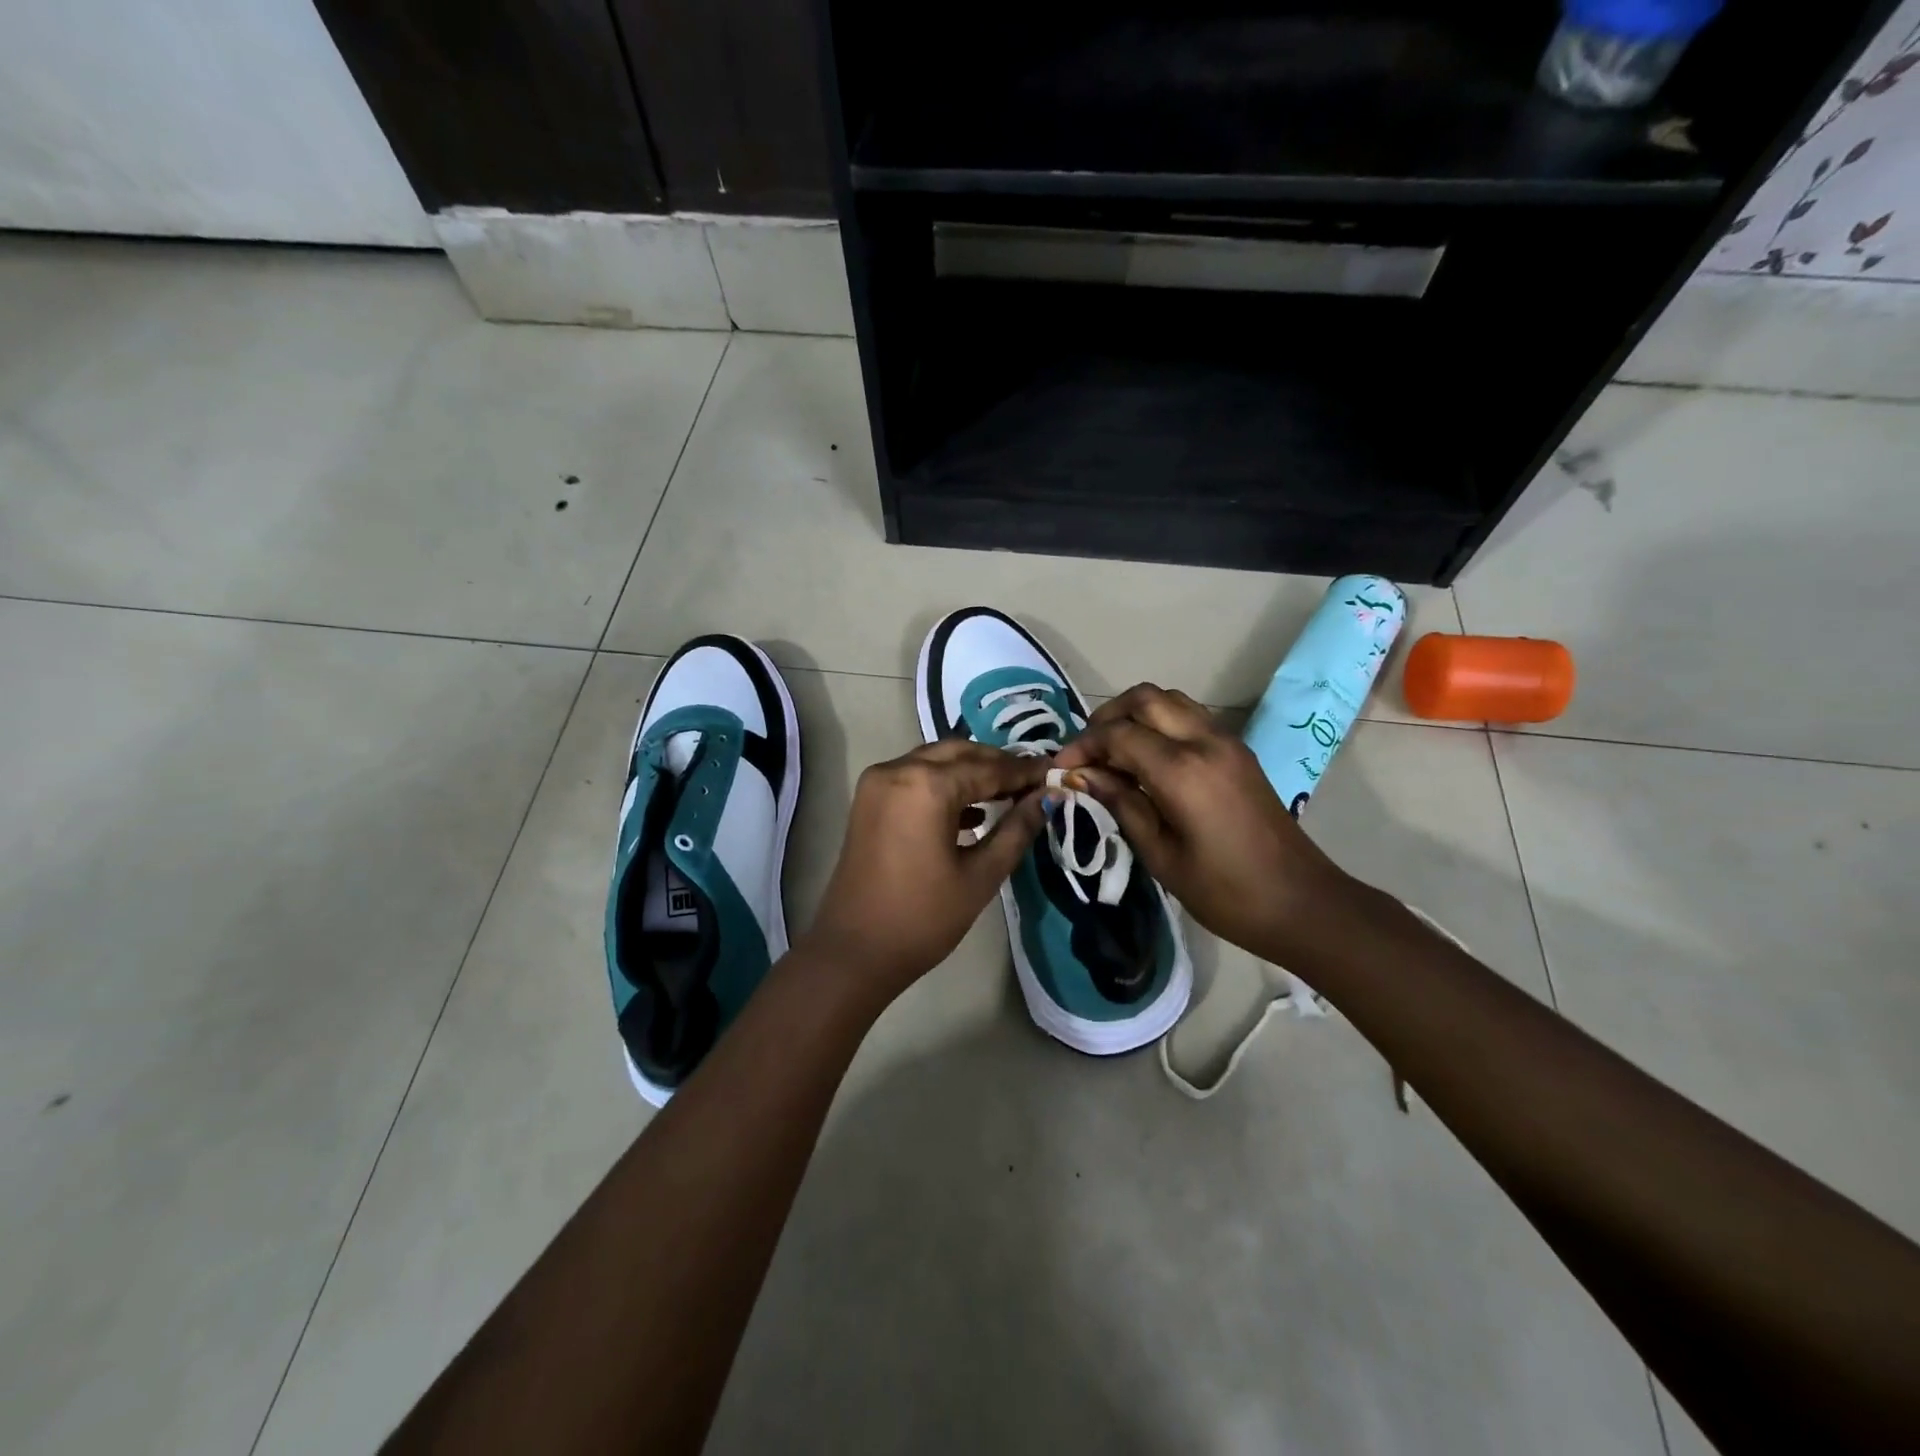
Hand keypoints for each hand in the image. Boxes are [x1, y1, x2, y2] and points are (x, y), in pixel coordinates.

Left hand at [801, 740, 1049, 998]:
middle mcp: (898, 769)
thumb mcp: (981, 876)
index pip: (988, 768)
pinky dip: (944, 784)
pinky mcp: (869, 799)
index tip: (1056, 774)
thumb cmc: (923, 918)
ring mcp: (878, 782)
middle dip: (997, 764)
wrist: (855, 952)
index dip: (1025, 772)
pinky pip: (914, 776)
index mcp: (926, 785)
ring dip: (971, 771)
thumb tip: (1046, 798)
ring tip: (1009, 794)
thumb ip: (1016, 830)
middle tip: (1033, 782)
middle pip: (959, 752)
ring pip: (935, 760)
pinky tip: (973, 811)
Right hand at [1053, 684, 1357, 959]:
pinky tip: (1146, 759)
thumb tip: (1082, 776)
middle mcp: (1204, 742)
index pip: (1118, 734)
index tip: (1062, 769)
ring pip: (1170, 700)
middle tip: (1086, 752)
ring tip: (1113, 752)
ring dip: (1135, 714)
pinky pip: (1190, 716)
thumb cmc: (1225, 892)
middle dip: (1106, 717)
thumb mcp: (1161, 856)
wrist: (1301, 903)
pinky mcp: (1238, 751)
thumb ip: (1121, 804)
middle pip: (1145, 699)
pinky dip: (1160, 723)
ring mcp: (1227, 742)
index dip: (1083, 746)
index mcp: (1182, 771)